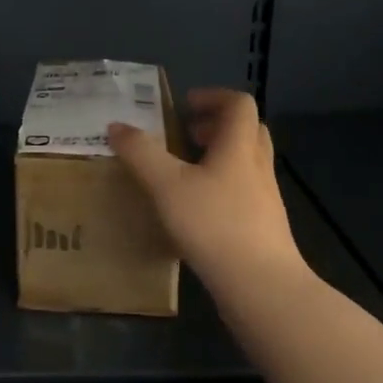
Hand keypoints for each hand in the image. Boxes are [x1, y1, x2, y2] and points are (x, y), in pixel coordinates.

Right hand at [108, 89, 307, 295]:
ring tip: (184, 171)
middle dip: (215, 126)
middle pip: (246, 131)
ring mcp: (265, 198)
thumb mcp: (167, 185)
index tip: (184, 107)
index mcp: (239, 147)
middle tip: (185, 135)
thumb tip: (117, 126)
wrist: (260, 285)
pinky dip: (221, 187)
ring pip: (245, 163)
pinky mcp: (262, 226)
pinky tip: (195, 210)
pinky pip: (243, 192)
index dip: (212, 97)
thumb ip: (140, 153)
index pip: (238, 104)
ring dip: (218, 157)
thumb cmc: (214, 225)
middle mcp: (257, 167)